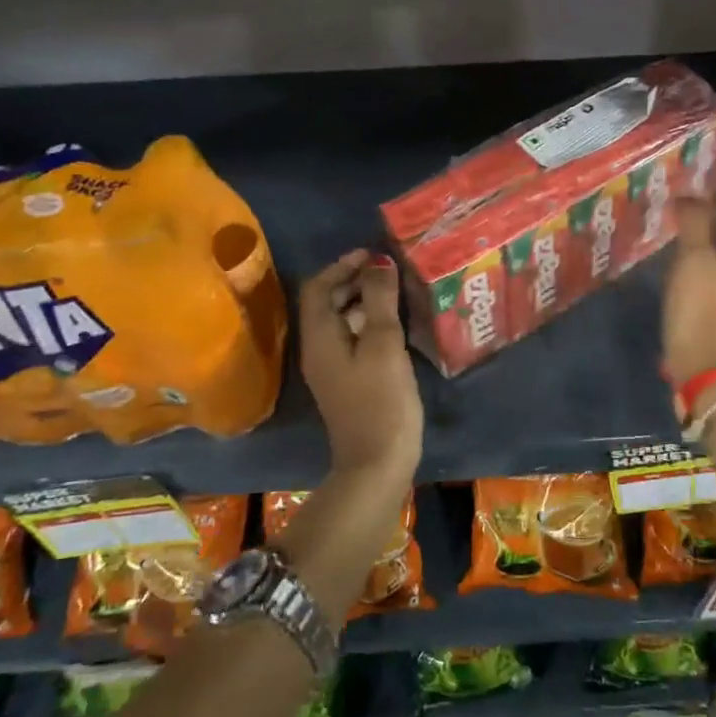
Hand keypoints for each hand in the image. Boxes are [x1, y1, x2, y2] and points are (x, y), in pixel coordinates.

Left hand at [298, 249, 424, 485]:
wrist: (377, 463)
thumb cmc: (381, 400)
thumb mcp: (384, 344)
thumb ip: (380, 299)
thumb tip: (378, 262)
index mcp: (319, 337)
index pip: (318, 287)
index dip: (342, 265)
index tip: (373, 253)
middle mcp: (318, 349)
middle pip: (328, 303)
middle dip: (354, 280)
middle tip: (389, 269)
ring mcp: (332, 369)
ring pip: (342, 322)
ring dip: (364, 302)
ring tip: (397, 291)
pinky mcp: (348, 382)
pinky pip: (353, 340)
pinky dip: (370, 324)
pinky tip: (397, 325)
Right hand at [662, 156, 715, 385]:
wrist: (705, 366)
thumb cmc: (701, 310)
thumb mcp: (693, 261)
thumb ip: (694, 222)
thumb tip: (690, 194)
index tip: (710, 161)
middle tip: (692, 178)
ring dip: (714, 212)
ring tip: (684, 200)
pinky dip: (707, 234)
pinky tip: (682, 235)